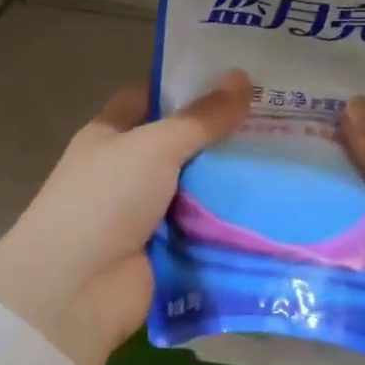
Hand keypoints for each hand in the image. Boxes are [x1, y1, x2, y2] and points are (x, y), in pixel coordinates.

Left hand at [0, 72, 251, 364]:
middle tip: (278, 120)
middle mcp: (125, 172)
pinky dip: (229, 223)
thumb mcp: (154, 146)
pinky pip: (202, 230)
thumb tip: (242, 76)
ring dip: (231, 182)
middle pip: (179, 146)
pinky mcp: (163, 252)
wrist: (76, 288)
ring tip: (288, 162)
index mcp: (109, 136)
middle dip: (221, 137)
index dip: (184, 88)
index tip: (235, 81)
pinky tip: (273, 209)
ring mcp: (144, 214)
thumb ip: (200, 118)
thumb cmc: (105, 199)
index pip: (147, 99)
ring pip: (196, 189)